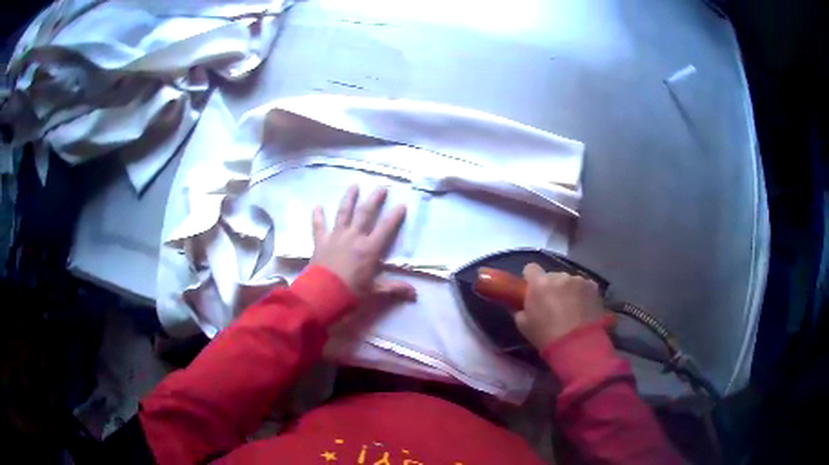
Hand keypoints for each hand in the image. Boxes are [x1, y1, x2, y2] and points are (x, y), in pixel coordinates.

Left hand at [310, 185, 416, 300]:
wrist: (323, 294)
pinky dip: (318, 216)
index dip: (395, 216)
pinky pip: (319, 226)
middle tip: (382, 187)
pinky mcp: (321, 241)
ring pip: (343, 212)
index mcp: (370, 248)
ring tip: (354, 185)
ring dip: (349, 198)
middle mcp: (354, 237)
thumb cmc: (351, 292)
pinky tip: (317, 206)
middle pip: (365, 213)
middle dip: (375, 199)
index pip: (386, 228)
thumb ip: (394, 288)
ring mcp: (336, 236)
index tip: (402, 204)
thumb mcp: (375, 291)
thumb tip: (415, 294)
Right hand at [514, 263, 604, 349]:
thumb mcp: (523, 325)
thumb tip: (522, 306)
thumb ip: (520, 310)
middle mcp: (559, 276)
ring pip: (569, 281)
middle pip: (552, 276)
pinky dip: (582, 294)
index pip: (531, 268)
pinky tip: (583, 309)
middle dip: (551, 287)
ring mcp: (578, 280)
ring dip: (568, 290)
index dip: (531, 279)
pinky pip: (584, 286)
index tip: (533, 290)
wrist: (577, 344)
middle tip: (553, 304)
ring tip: (572, 308)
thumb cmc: (546, 335)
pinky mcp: (593, 287)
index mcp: (539, 283)